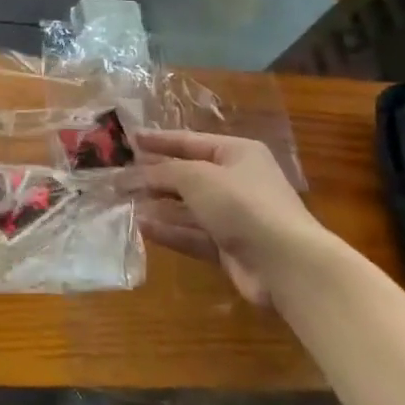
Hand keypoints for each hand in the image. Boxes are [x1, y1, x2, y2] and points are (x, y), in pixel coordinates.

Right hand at [125, 130, 331, 303]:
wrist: (286, 264)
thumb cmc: (242, 204)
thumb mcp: (197, 177)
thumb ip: (163, 172)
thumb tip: (135, 173)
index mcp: (237, 153)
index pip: (189, 141)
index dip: (158, 140)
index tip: (128, 139)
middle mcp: (237, 181)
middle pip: (187, 174)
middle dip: (154, 176)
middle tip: (119, 176)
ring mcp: (234, 217)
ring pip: (188, 207)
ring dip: (158, 204)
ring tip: (124, 202)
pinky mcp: (230, 249)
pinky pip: (193, 234)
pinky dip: (169, 231)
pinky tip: (143, 227)